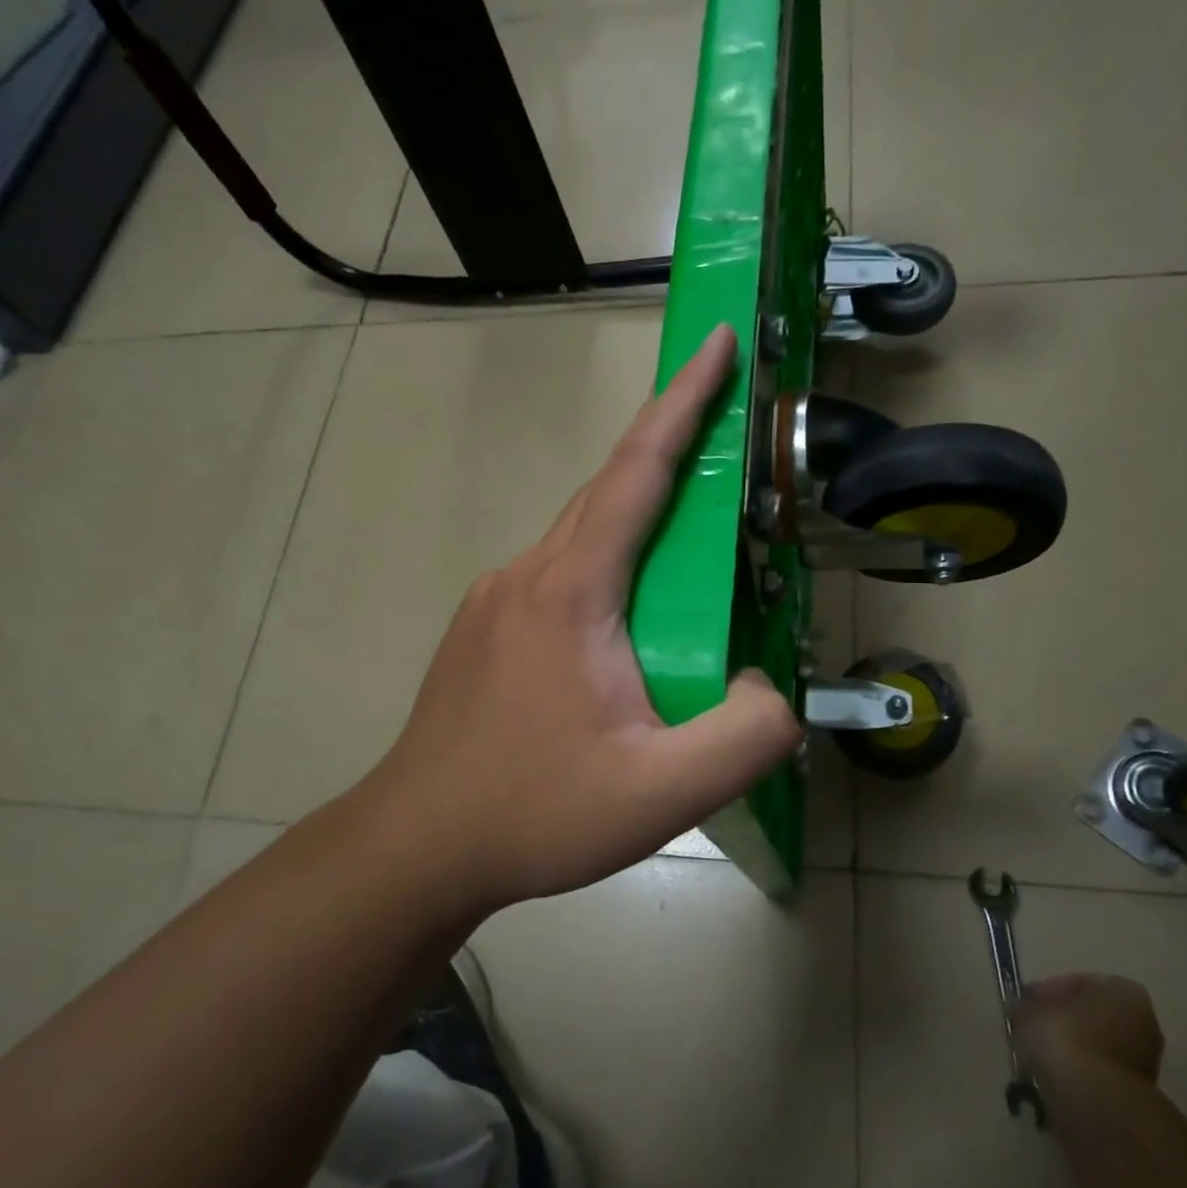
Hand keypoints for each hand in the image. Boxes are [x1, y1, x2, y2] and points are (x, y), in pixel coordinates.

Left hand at [353, 325, 802, 912]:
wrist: (417, 845)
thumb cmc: (535, 812)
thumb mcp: (662, 792)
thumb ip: (744, 735)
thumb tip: (769, 687)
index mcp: (571, 591)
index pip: (636, 472)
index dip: (683, 402)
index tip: (714, 342)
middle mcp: (526, 575)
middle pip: (607, 492)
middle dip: (668, 446)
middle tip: (724, 430)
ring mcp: (495, 601)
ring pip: (580, 535)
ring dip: (636, 517)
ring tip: (689, 544)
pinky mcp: (483, 630)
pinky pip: (557, 574)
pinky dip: (605, 564)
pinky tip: (626, 619)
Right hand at [1014, 974, 1163, 1085]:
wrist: (1097, 1105)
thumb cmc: (1065, 1039)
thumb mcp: (1029, 1010)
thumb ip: (1025, 1006)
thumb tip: (1020, 1009)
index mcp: (1124, 993)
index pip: (1079, 983)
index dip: (1047, 992)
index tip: (1025, 1003)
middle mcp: (1143, 1025)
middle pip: (1091, 1017)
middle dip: (1061, 1023)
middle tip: (1030, 1028)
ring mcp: (1143, 1064)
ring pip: (1094, 1048)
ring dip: (1068, 1051)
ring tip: (1036, 1057)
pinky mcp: (1134, 1097)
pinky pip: (1097, 1076)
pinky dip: (1076, 1076)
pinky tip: (1051, 1079)